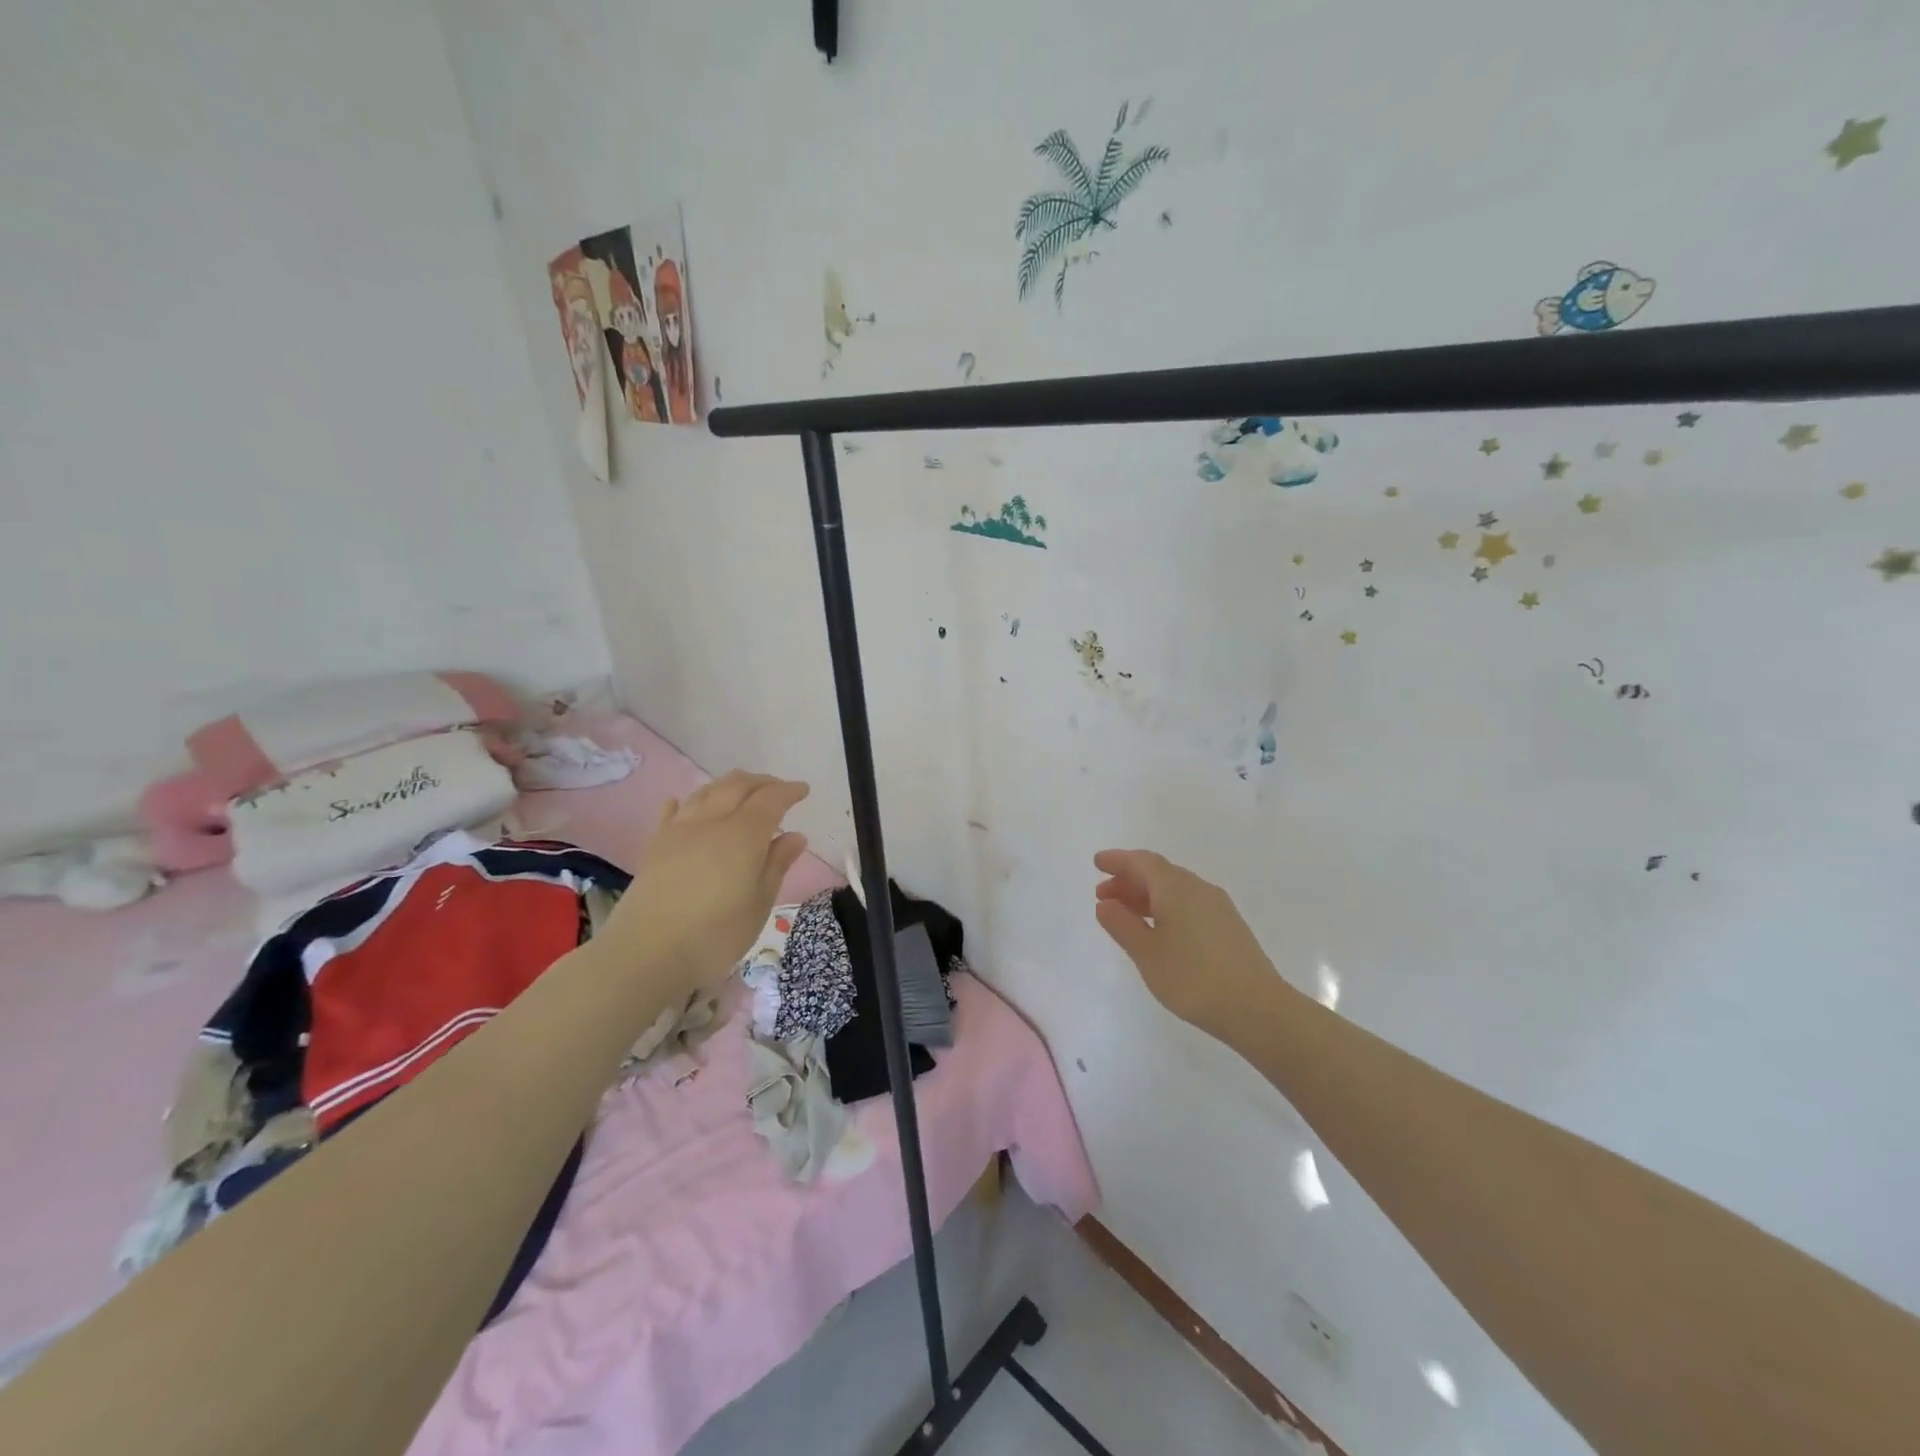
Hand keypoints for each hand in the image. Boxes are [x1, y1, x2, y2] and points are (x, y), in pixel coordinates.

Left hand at [600, 772, 809, 993]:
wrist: (645, 954)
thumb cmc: (715, 935)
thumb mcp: (759, 904)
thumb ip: (777, 865)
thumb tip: (795, 836)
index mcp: (743, 835)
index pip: (771, 799)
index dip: (789, 791)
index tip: (803, 790)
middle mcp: (711, 822)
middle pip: (737, 786)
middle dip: (762, 782)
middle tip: (778, 788)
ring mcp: (679, 831)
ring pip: (706, 792)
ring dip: (729, 785)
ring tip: (742, 791)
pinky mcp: (655, 846)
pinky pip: (672, 811)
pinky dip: (685, 801)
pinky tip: (684, 803)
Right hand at [1093, 849, 1283, 1035]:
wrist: (1257, 1009)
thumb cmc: (1193, 978)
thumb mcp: (1147, 953)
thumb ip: (1122, 925)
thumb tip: (1105, 903)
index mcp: (1176, 888)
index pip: (1142, 862)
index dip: (1118, 860)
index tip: (1097, 863)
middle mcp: (1198, 888)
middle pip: (1159, 872)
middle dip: (1129, 879)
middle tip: (1103, 895)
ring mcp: (1217, 906)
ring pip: (1175, 889)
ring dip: (1146, 895)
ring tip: (1125, 914)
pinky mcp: (1228, 926)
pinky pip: (1188, 903)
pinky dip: (1165, 907)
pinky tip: (1158, 930)